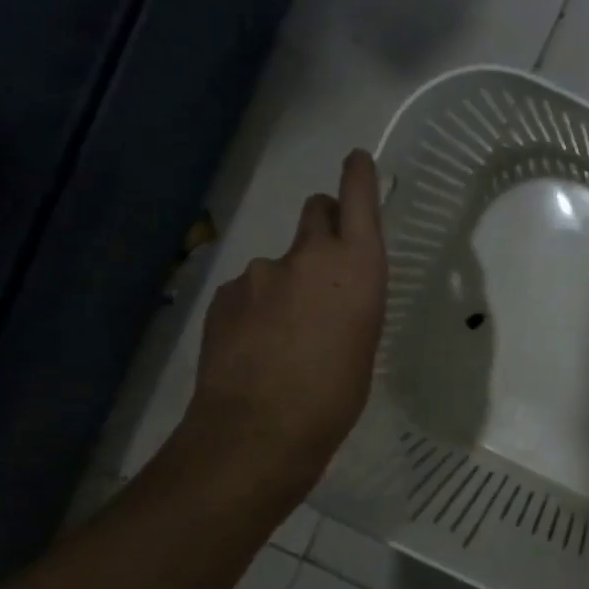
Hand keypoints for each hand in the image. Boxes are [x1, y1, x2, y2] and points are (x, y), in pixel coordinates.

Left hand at [181, 149, 386, 498]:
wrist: (260, 429)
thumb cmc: (337, 393)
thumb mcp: (365, 342)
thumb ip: (352, 301)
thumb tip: (334, 294)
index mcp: (356, 266)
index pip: (358, 200)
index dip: (358, 175)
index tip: (357, 160)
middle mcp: (307, 256)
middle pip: (315, 210)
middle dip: (325, 222)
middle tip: (329, 262)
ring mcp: (259, 273)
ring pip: (280, 261)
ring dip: (289, 281)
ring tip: (290, 333)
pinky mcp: (224, 295)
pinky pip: (249, 289)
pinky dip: (259, 306)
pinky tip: (259, 346)